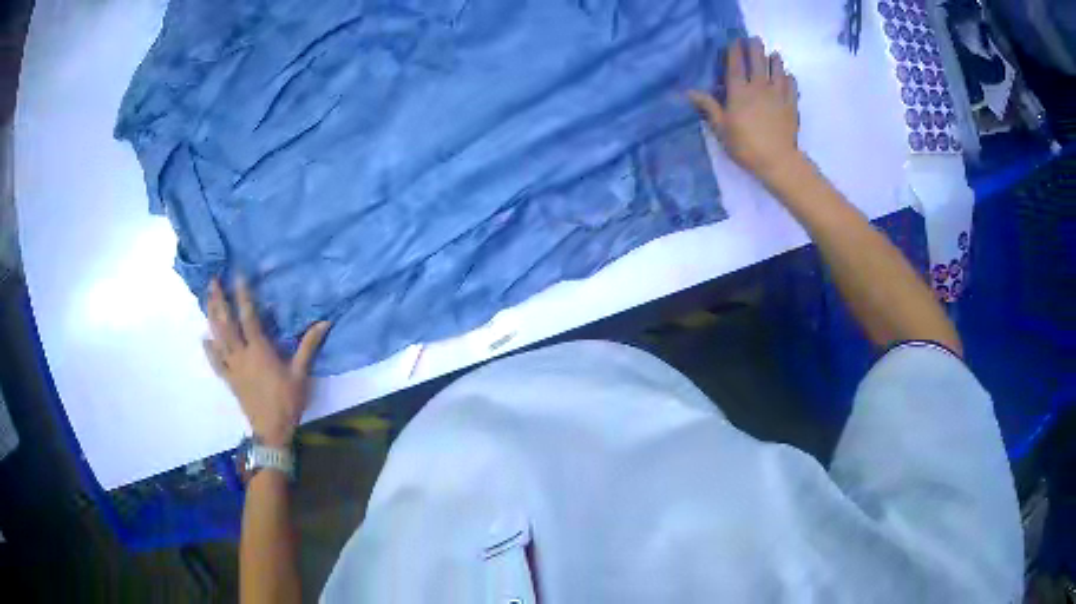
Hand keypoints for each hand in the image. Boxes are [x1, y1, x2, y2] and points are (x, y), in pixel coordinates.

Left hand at [203, 277, 329, 447]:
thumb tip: (324, 322)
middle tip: (212, 281)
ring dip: (211, 317)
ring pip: (218, 339)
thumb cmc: (287, 401)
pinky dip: (210, 350)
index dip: (242, 295)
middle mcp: (242, 355)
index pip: (248, 317)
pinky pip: (216, 362)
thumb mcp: (301, 374)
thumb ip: (309, 346)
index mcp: (259, 351)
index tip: (237, 275)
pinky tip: (205, 338)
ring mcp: (233, 368)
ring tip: (207, 299)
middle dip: (219, 301)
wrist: (272, 430)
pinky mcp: (230, 380)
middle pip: (226, 324)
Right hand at [690, 37, 800, 183]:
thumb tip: (689, 92)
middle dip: (755, 48)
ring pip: (777, 69)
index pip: (735, 65)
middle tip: (754, 40)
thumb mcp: (721, 128)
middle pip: (757, 61)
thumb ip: (708, 107)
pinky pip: (792, 85)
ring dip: (774, 60)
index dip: (734, 51)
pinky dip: (789, 78)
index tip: (734, 41)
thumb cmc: (745, 146)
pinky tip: (787, 76)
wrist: (777, 161)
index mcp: (739, 92)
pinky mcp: (792, 104)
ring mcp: (778, 94)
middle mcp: (759, 87)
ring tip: (773, 54)